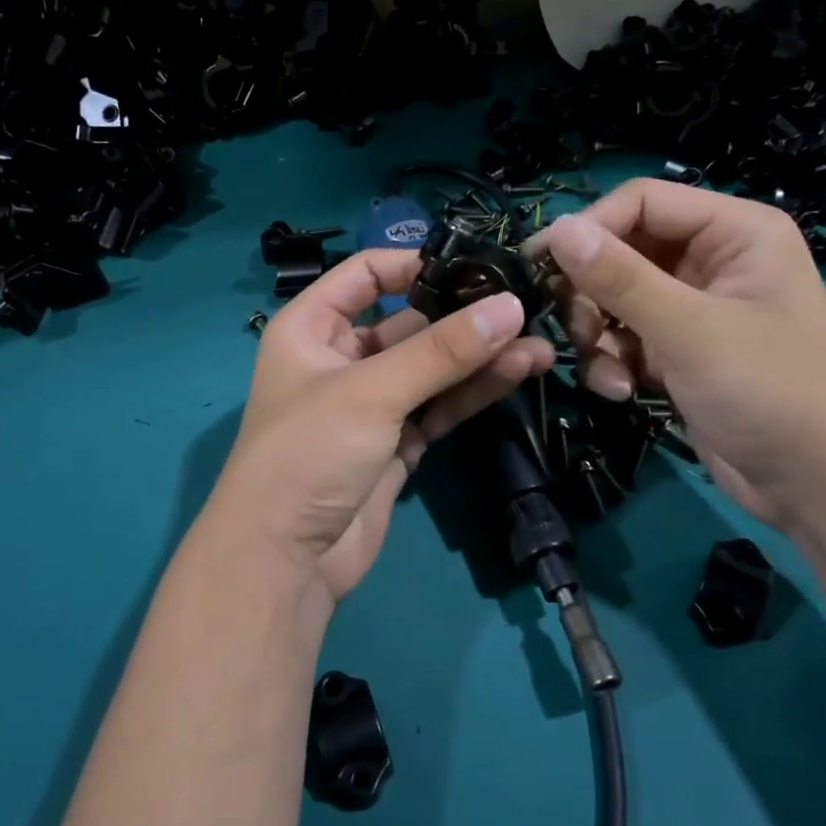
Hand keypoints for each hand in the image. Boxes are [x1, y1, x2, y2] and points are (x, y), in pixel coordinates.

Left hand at [201, 249, 554, 605]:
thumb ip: (442, 350)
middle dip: (463, 318)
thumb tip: (511, 306)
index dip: (415, 265)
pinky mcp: (396, 444)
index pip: (365, 275)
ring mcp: (371, 404)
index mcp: (311, 328)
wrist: (286, 560)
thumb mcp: (372, 391)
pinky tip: (517, 374)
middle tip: (525, 309)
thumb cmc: (310, 452)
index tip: (473, 268)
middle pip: (408, 324)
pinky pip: (438, 407)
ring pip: (431, 369)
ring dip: (479, 358)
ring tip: (539, 345)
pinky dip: (472, 393)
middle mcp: (340, 359)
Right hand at [533, 179, 825, 529]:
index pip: (641, 202)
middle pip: (622, 251)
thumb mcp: (690, 331)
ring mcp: (694, 309)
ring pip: (615, 299)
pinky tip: (623, 392)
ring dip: (598, 335)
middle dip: (592, 293)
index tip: (540, 266)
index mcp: (734, 232)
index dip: (590, 229)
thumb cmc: (770, 392)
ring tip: (607, 373)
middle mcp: (713, 260)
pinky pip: (625, 338)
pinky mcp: (679, 352)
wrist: (820, 487)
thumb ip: (620, 278)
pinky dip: (614, 362)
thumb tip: (556, 229)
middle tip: (576, 330)